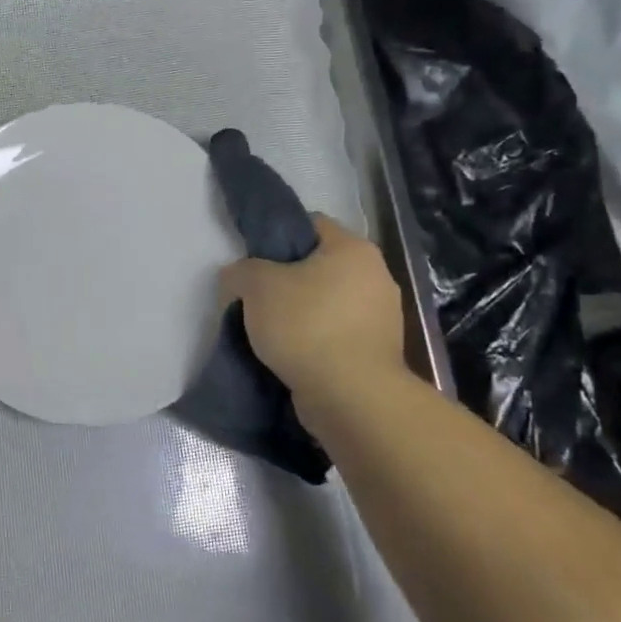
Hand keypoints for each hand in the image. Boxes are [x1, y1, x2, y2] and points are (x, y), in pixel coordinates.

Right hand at [218, 215, 407, 413]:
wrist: (351, 397)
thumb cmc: (306, 326)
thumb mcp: (256, 286)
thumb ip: (241, 272)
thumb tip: (238, 278)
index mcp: (354, 249)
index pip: (310, 224)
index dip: (277, 236)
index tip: (253, 260)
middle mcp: (376, 276)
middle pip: (318, 265)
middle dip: (286, 279)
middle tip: (255, 297)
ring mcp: (382, 317)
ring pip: (327, 302)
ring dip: (300, 313)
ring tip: (269, 331)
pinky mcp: (377, 352)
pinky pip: (336, 334)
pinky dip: (315, 340)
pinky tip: (291, 354)